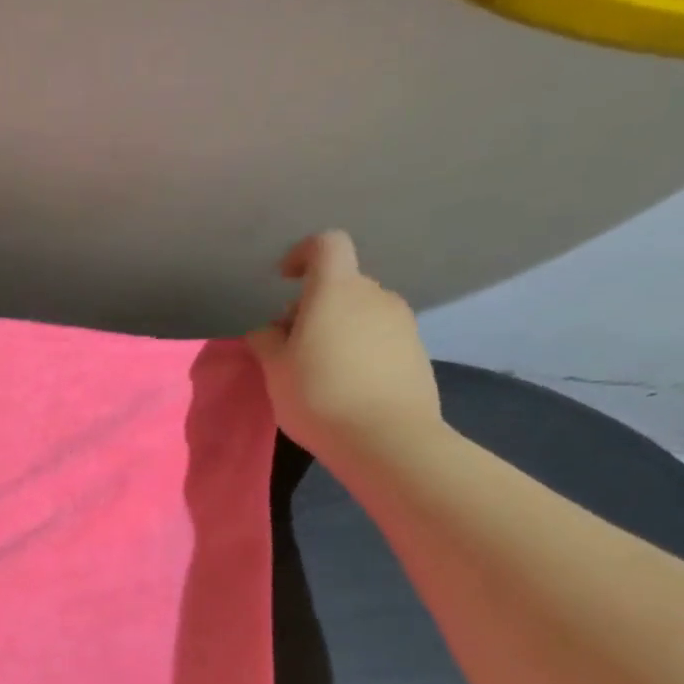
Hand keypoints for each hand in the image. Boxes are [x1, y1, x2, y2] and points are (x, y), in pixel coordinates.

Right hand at [247, 231, 442, 463]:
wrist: (386, 438)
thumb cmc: (318, 395)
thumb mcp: (275, 370)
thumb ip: (267, 341)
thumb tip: (269, 330)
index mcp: (336, 290)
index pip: (326, 245)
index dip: (303, 254)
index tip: (283, 280)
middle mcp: (374, 296)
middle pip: (341, 283)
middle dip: (313, 304)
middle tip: (291, 343)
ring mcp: (402, 322)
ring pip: (361, 311)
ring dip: (337, 327)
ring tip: (318, 368)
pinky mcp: (416, 351)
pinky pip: (379, 336)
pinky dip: (359, 347)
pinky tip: (346, 384)